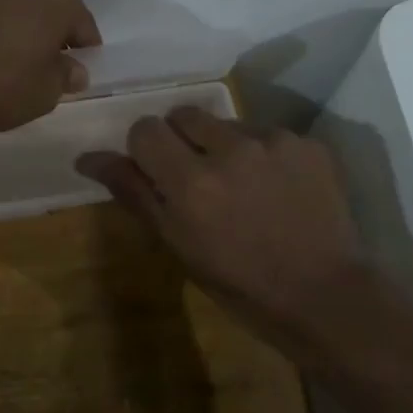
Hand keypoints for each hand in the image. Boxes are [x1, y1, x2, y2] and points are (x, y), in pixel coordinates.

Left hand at [0, 0, 100, 131]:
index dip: (84, 54)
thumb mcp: (41, 94)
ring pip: (15, 7)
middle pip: (48, 9)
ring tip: (5, 65)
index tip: (74, 77)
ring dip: (17, 29)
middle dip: (50, 36)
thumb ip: (64, 79)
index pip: (84, 26)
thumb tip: (74, 69)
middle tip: (42, 70)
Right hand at [77, 107, 368, 352]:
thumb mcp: (178, 244)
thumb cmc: (240, 283)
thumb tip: (87, 158)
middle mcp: (229, 149)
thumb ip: (134, 192)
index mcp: (190, 182)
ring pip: (226, 122)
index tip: (159, 174)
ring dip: (224, 145)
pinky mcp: (307, 142)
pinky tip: (278, 188)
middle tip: (198, 177)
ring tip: (244, 186)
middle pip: (184, 114)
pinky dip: (264, 153)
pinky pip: (267, 133)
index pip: (146, 129)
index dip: (147, 149)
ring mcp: (273, 141)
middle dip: (182, 140)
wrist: (325, 297)